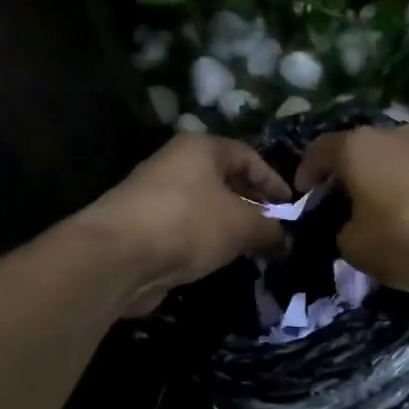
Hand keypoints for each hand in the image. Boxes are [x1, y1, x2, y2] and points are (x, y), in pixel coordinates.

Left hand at [79, 135, 290, 314]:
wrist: (117, 256)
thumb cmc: (189, 224)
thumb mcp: (242, 226)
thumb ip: (270, 231)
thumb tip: (286, 242)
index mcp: (202, 148)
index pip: (248, 157)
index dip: (274, 180)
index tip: (292, 206)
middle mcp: (177, 164)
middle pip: (225, 180)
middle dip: (253, 204)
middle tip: (275, 228)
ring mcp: (157, 195)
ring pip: (206, 206)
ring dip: (231, 225)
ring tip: (253, 248)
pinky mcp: (145, 226)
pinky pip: (188, 228)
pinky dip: (208, 240)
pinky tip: (221, 259)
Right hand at [295, 125, 408, 290]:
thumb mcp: (359, 250)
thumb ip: (342, 235)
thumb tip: (351, 228)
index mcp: (357, 146)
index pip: (317, 151)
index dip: (305, 175)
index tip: (303, 198)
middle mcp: (392, 132)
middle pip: (357, 152)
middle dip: (346, 179)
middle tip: (341, 209)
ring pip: (391, 160)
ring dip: (381, 182)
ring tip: (380, 214)